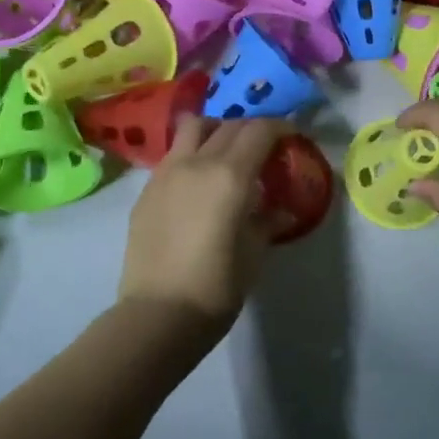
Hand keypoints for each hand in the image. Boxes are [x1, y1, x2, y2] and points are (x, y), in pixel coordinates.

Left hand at [118, 115, 289, 330]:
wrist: (159, 314)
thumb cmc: (217, 285)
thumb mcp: (254, 252)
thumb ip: (268, 221)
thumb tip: (280, 210)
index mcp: (230, 175)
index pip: (259, 131)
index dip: (280, 127)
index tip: (291, 135)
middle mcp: (197, 163)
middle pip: (229, 125)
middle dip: (251, 129)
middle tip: (264, 147)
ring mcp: (166, 173)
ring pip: (192, 128)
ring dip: (215, 129)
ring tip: (225, 150)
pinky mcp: (146, 190)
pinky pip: (173, 156)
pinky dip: (192, 154)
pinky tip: (198, 182)